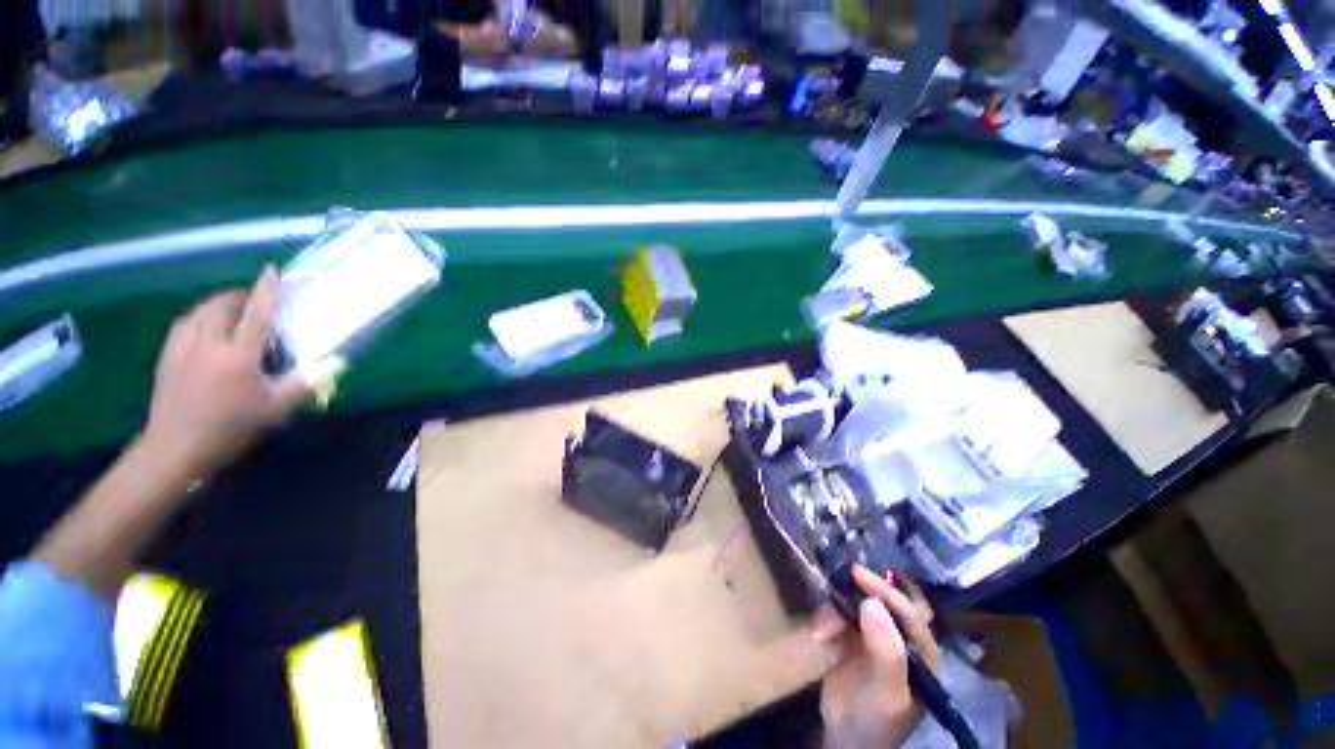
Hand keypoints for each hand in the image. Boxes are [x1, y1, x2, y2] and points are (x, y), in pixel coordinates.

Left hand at [142, 268, 310, 476]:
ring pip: (200, 311)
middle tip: (257, 302)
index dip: (268, 291)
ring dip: (219, 304)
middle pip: (223, 305)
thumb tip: (339, 363)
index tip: (274, 271)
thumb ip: (307, 383)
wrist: (174, 449)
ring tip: (233, 311)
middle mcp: (208, 343)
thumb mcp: (276, 410)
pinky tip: (205, 328)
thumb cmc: (230, 428)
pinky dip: (200, 317)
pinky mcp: (167, 356)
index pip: (257, 314)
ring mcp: (182, 348)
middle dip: (241, 296)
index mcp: (238, 355)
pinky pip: (185, 323)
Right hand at [814, 566, 939, 748]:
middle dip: (853, 597)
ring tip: (821, 633)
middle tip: (832, 589)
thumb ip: (886, 652)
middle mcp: (899, 638)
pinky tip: (819, 636)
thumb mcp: (886, 692)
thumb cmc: (874, 719)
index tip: (857, 575)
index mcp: (920, 653)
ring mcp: (874, 635)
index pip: (907, 613)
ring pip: (854, 604)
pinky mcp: (852, 635)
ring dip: (835, 612)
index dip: (885, 591)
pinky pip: (838, 613)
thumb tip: (872, 603)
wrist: (843, 737)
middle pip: (879, 602)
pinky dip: (827, 619)